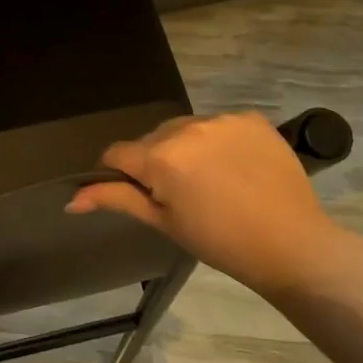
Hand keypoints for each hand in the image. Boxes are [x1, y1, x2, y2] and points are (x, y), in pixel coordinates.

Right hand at [67, 112, 343, 292]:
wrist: (292, 244)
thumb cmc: (220, 241)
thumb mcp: (163, 222)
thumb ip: (117, 200)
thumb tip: (71, 200)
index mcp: (160, 157)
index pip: (118, 153)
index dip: (119, 174)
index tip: (138, 194)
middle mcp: (187, 127)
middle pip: (152, 139)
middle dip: (155, 161)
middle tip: (179, 195)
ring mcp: (222, 119)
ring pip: (185, 129)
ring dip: (185, 148)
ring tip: (210, 181)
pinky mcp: (251, 118)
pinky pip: (219, 125)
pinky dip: (218, 142)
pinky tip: (236, 168)